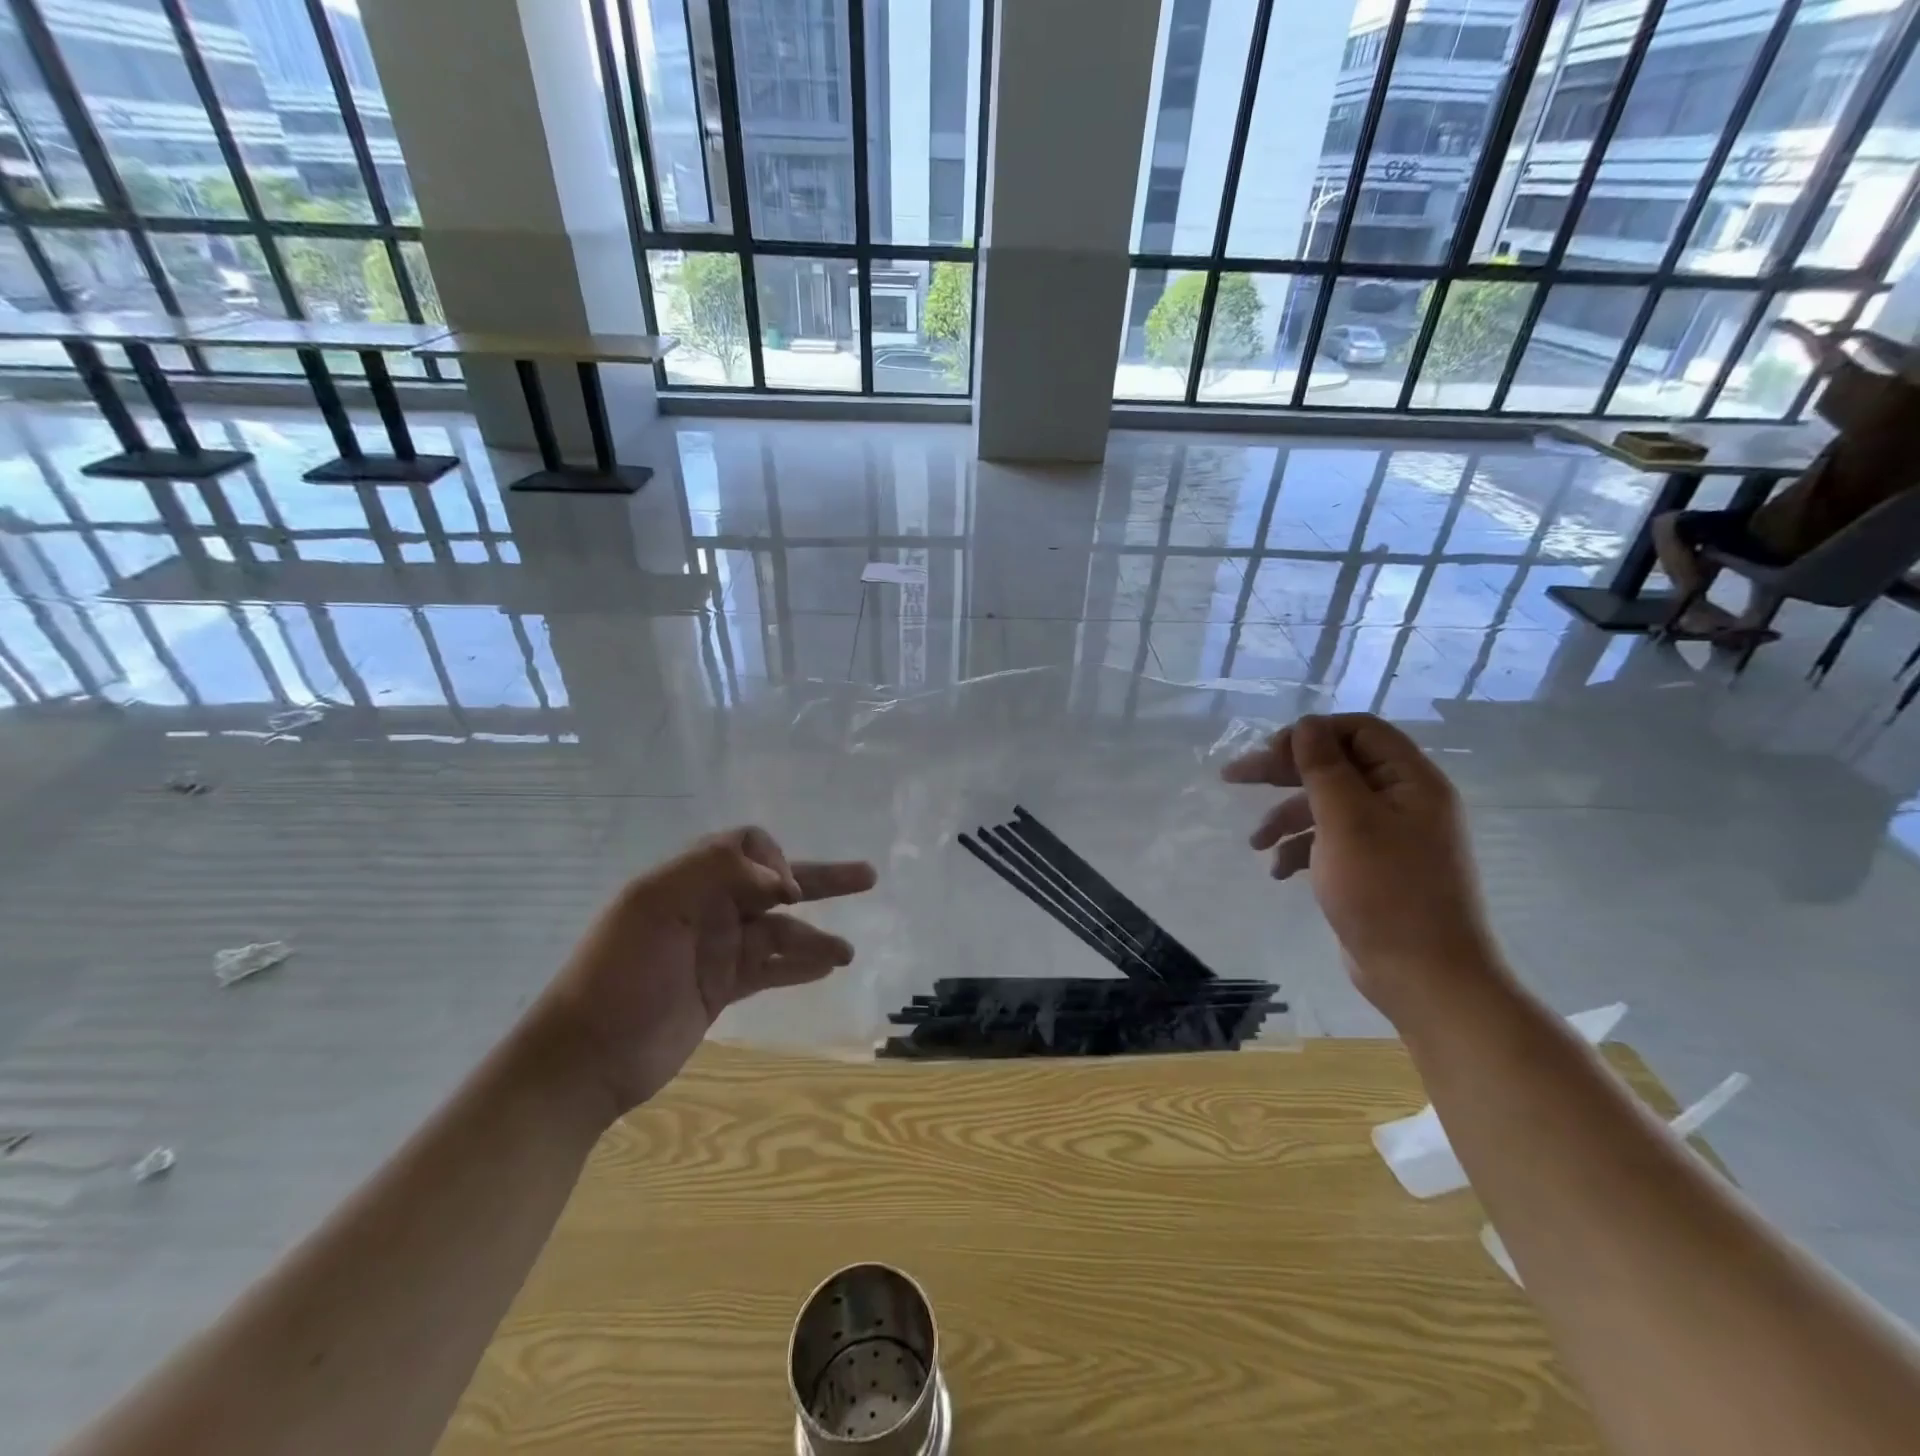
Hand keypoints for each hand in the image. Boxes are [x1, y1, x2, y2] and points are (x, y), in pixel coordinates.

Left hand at [534, 828, 876, 1116]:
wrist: (585, 1059)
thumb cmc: (619, 975)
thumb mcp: (654, 906)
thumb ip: (716, 873)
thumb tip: (781, 881)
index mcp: (688, 880)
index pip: (746, 846)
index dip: (775, 860)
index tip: (784, 894)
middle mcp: (708, 907)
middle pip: (775, 883)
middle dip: (820, 879)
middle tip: (867, 876)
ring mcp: (716, 949)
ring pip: (779, 931)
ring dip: (816, 936)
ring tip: (847, 952)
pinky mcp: (722, 988)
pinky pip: (770, 968)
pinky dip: (799, 965)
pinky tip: (826, 967)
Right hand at [1222, 713, 1505, 1021]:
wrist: (1425, 976)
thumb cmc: (1385, 891)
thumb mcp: (1347, 822)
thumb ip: (1324, 768)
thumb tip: (1305, 725)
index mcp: (1411, 781)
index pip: (1358, 731)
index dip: (1310, 735)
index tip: (1267, 753)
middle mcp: (1405, 801)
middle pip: (1336, 766)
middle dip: (1283, 772)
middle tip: (1234, 777)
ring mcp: (1391, 837)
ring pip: (1328, 806)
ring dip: (1286, 817)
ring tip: (1255, 843)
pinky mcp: (1374, 868)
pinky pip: (1331, 841)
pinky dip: (1301, 849)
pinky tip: (1279, 871)